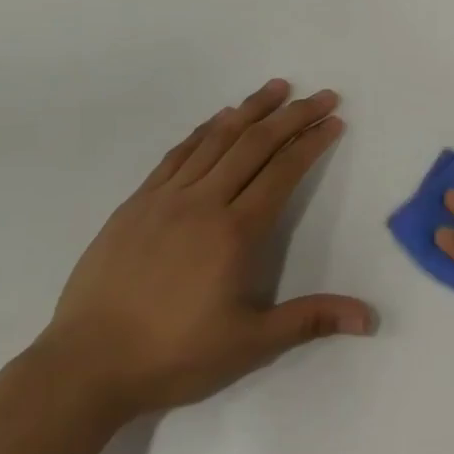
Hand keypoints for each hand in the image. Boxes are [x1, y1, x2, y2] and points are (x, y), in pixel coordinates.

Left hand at [38, 78, 374, 421]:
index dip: (312, 143)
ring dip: (251, 110)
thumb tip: (369, 318)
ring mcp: (165, 199)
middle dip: (293, 116)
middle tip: (322, 95)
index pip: (283, 172)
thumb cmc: (174, 355)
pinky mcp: (136, 204)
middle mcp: (203, 203)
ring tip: (277, 87)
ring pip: (216, 140)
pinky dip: (204, 131)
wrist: (84, 366)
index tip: (334, 120)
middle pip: (255, 145)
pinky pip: (177, 154)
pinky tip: (218, 119)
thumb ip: (311, 320)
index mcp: (235, 232)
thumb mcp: (250, 344)